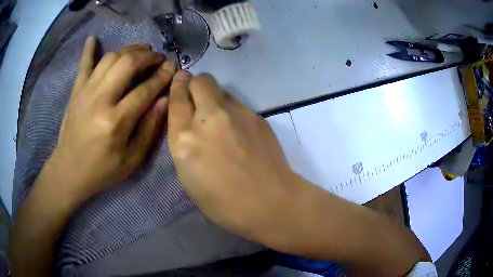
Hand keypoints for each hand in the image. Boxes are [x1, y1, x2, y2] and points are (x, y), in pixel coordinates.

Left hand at [49, 37, 175, 202]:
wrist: (69, 171)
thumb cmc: (102, 170)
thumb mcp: (132, 160)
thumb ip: (149, 129)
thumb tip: (164, 100)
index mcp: (116, 122)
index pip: (145, 89)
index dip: (163, 75)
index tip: (173, 67)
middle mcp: (100, 100)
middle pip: (128, 63)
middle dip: (148, 56)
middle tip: (158, 58)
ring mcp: (85, 92)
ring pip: (110, 58)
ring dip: (128, 50)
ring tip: (140, 52)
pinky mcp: (76, 91)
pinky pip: (83, 64)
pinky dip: (89, 49)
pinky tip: (93, 38)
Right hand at [167, 71, 304, 244]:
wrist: (270, 202)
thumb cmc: (223, 202)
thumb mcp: (189, 177)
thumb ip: (184, 143)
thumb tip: (189, 122)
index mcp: (185, 139)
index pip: (177, 99)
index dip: (177, 86)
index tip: (180, 80)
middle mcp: (208, 118)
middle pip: (200, 81)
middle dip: (195, 84)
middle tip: (198, 98)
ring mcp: (236, 113)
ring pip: (220, 89)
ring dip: (214, 97)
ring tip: (219, 119)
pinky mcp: (256, 116)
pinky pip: (237, 103)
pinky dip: (232, 110)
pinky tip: (239, 130)